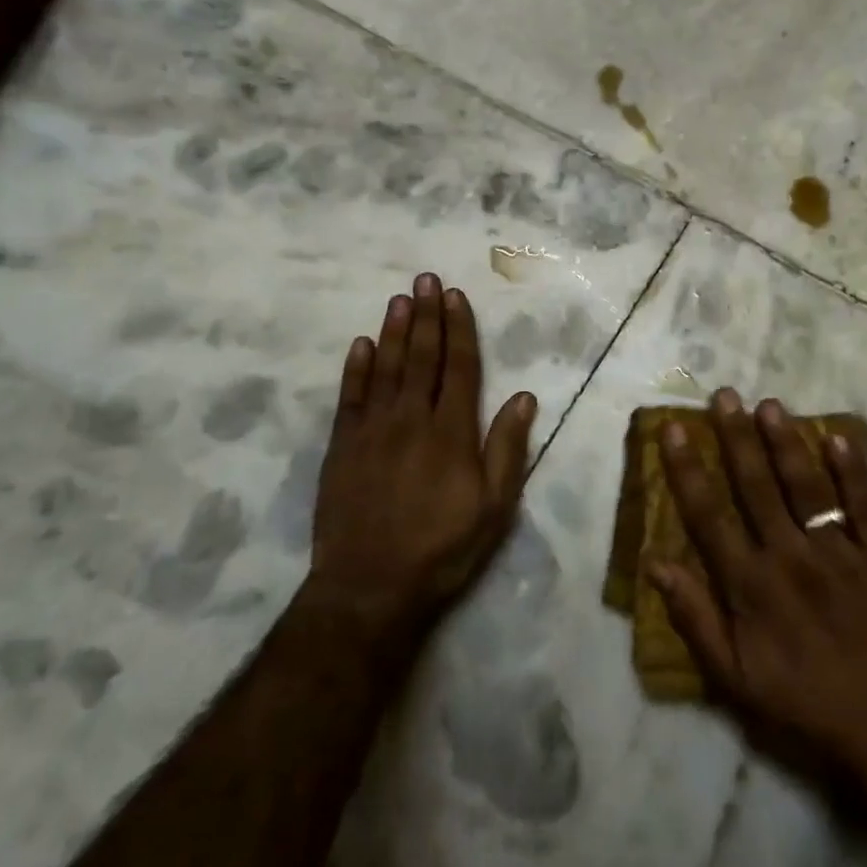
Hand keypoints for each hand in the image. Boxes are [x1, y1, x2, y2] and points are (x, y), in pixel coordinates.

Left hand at [304, 273, 537, 645]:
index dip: (460, 329)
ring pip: (386, 368)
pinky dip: (357, 368)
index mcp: (452, 432)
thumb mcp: (494, 506)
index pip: (459, 367)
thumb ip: (507, 448)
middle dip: (427, 315)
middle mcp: (412, 419)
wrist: (370, 587)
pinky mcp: (342, 447)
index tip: (457, 297)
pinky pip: (350, 397)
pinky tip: (362, 344)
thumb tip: (524, 397)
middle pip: (422, 357)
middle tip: (426, 279)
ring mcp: (373, 430)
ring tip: (400, 298)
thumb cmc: (443, 548)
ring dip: (394, 330)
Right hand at [650, 391, 866, 789]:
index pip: (709, 515)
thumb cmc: (801, 704)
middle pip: (756, 486)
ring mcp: (839, 553)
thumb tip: (655, 563)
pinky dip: (854, 471)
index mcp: (751, 584)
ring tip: (770, 405)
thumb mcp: (733, 678)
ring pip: (806, 486)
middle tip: (724, 395)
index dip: (687, 469)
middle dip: (736, 437)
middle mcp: (790, 556)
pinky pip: (866, 507)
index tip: (673, 429)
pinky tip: (839, 437)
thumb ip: (694, 617)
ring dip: (786, 443)